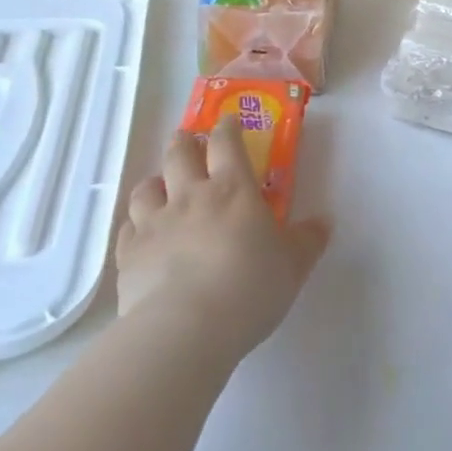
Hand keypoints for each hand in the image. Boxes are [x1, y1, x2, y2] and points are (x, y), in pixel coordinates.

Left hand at [115, 118, 329, 359]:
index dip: (226, 127)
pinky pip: (127, 228)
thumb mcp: (293, 266)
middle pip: (179, 152)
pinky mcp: (128, 254)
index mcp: (233, 189)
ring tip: (161, 189)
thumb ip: (307, 241)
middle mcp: (190, 195)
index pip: (226, 142)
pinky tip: (142, 237)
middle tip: (188, 142)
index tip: (227, 121)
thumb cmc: (249, 289)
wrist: (186, 329)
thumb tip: (323, 222)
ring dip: (155, 183)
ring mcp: (154, 223)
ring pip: (146, 187)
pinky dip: (135, 226)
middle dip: (184, 141)